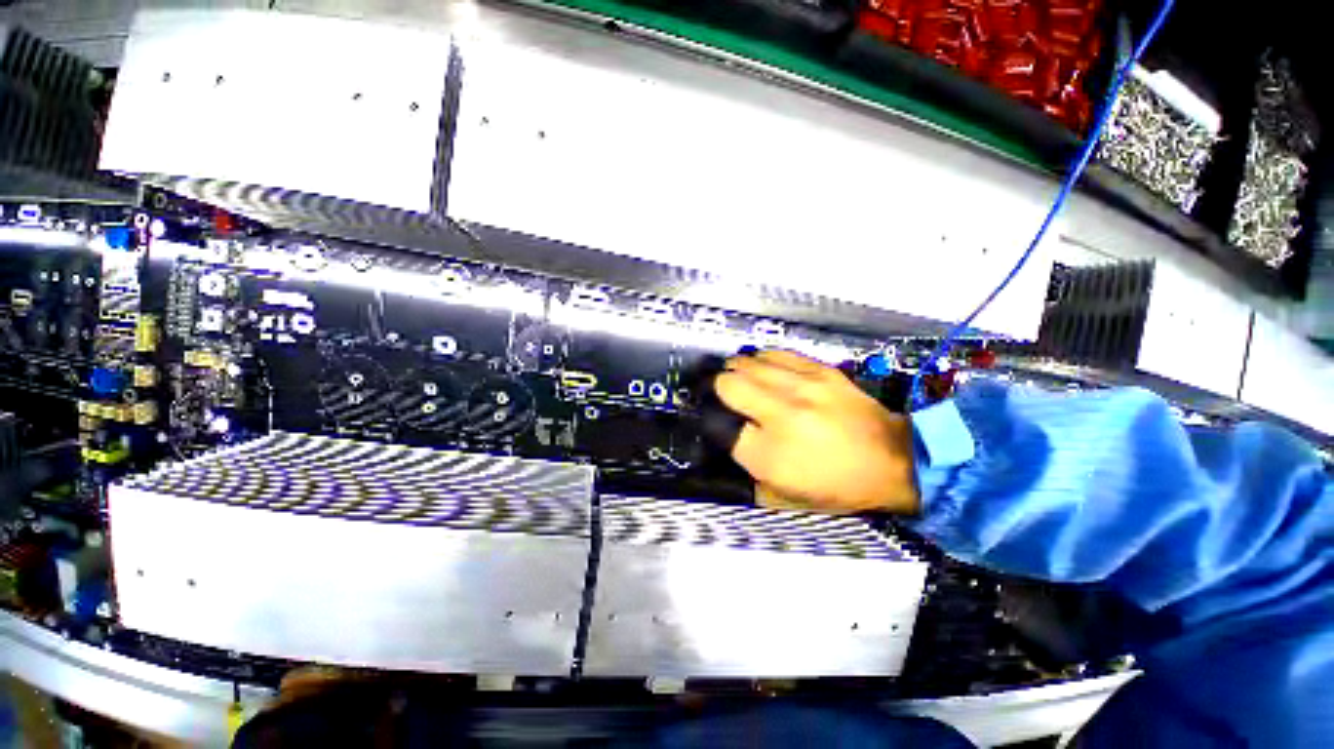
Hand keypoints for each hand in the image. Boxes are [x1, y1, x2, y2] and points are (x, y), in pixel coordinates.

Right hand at [713, 350, 919, 514]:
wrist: (894, 461)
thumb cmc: (837, 486)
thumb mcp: (784, 496)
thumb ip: (748, 471)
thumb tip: (727, 440)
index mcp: (767, 455)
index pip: (718, 426)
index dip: (714, 423)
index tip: (718, 422)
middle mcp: (778, 415)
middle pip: (727, 384)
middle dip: (719, 389)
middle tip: (725, 396)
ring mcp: (800, 387)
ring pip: (747, 363)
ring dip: (737, 370)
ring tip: (741, 378)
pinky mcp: (819, 370)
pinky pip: (774, 354)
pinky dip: (762, 361)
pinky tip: (764, 369)